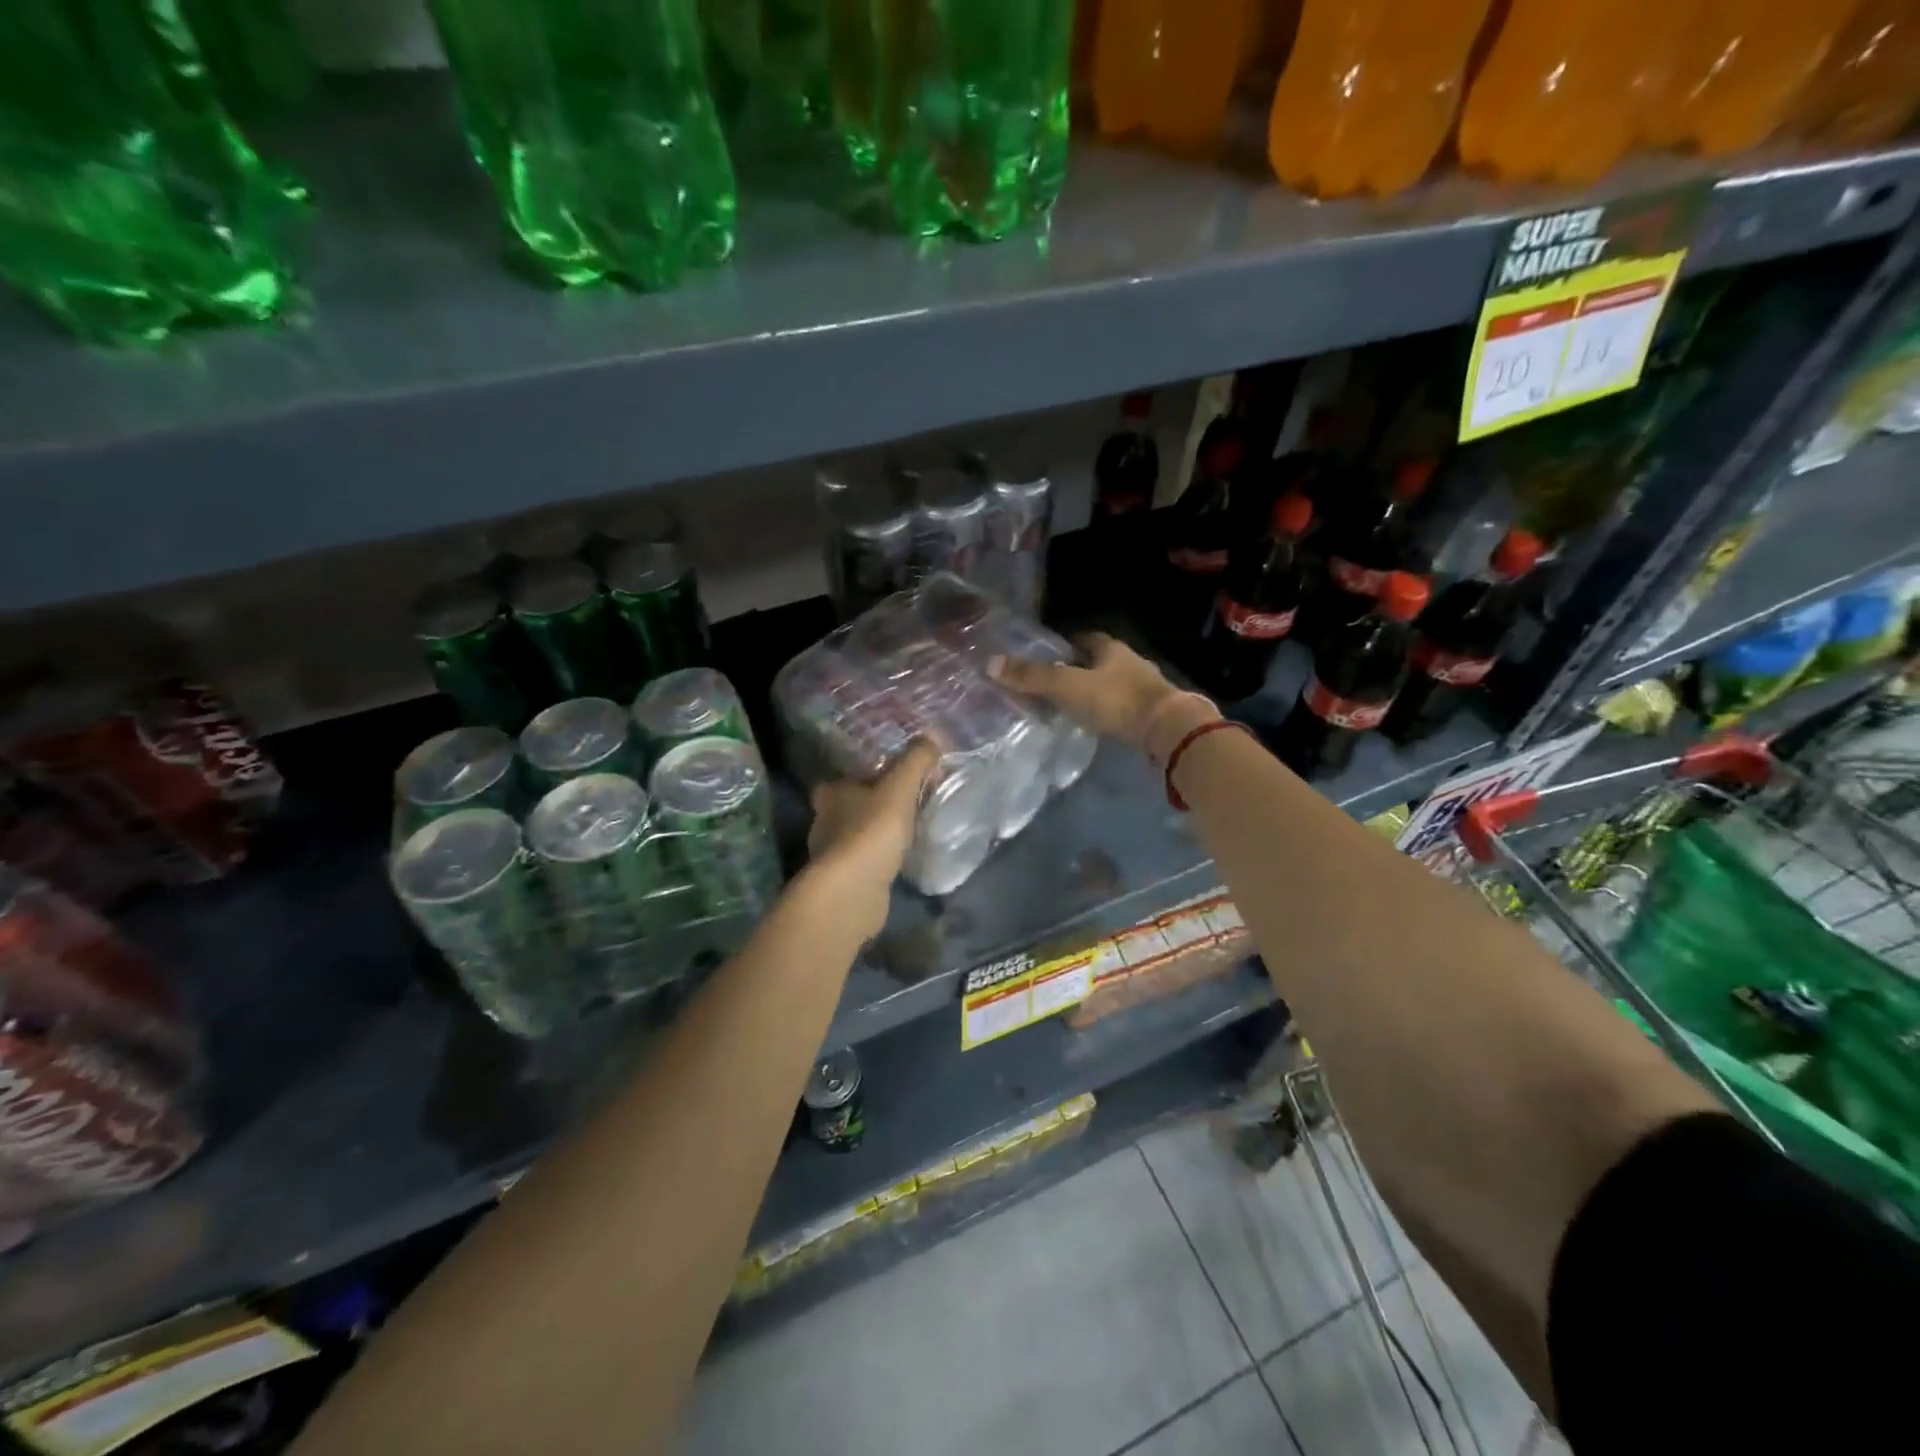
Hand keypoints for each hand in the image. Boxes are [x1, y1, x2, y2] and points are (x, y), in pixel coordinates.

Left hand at [805, 738, 940, 938]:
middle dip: (873, 805)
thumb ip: (916, 761)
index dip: (866, 776)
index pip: (844, 778)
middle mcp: (824, 821)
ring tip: (906, 833)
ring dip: (876, 834)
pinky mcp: (842, 882)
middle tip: (905, 804)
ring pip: (856, 836)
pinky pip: (863, 863)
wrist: (852, 891)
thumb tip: (932, 736)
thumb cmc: (872, 831)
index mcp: (831, 793)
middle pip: (850, 807)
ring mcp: (831, 855)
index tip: (893, 779)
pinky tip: (897, 862)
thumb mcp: (900, 788)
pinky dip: (878, 860)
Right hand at [989, 634, 1215, 759]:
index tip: (1045, 654)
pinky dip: (1104, 711)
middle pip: (1097, 661)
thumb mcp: (1067, 686)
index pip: (1083, 637)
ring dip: (1091, 691)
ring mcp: (1143, 688)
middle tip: (1050, 681)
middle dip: (1076, 668)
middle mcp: (1128, 661)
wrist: (1168, 730)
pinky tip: (1092, 722)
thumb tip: (990, 663)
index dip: (1063, 644)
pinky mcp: (1150, 713)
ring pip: (1109, 684)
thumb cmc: (1116, 700)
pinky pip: (1120, 706)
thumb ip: (1031, 677)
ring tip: (1067, 704)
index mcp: (1109, 647)